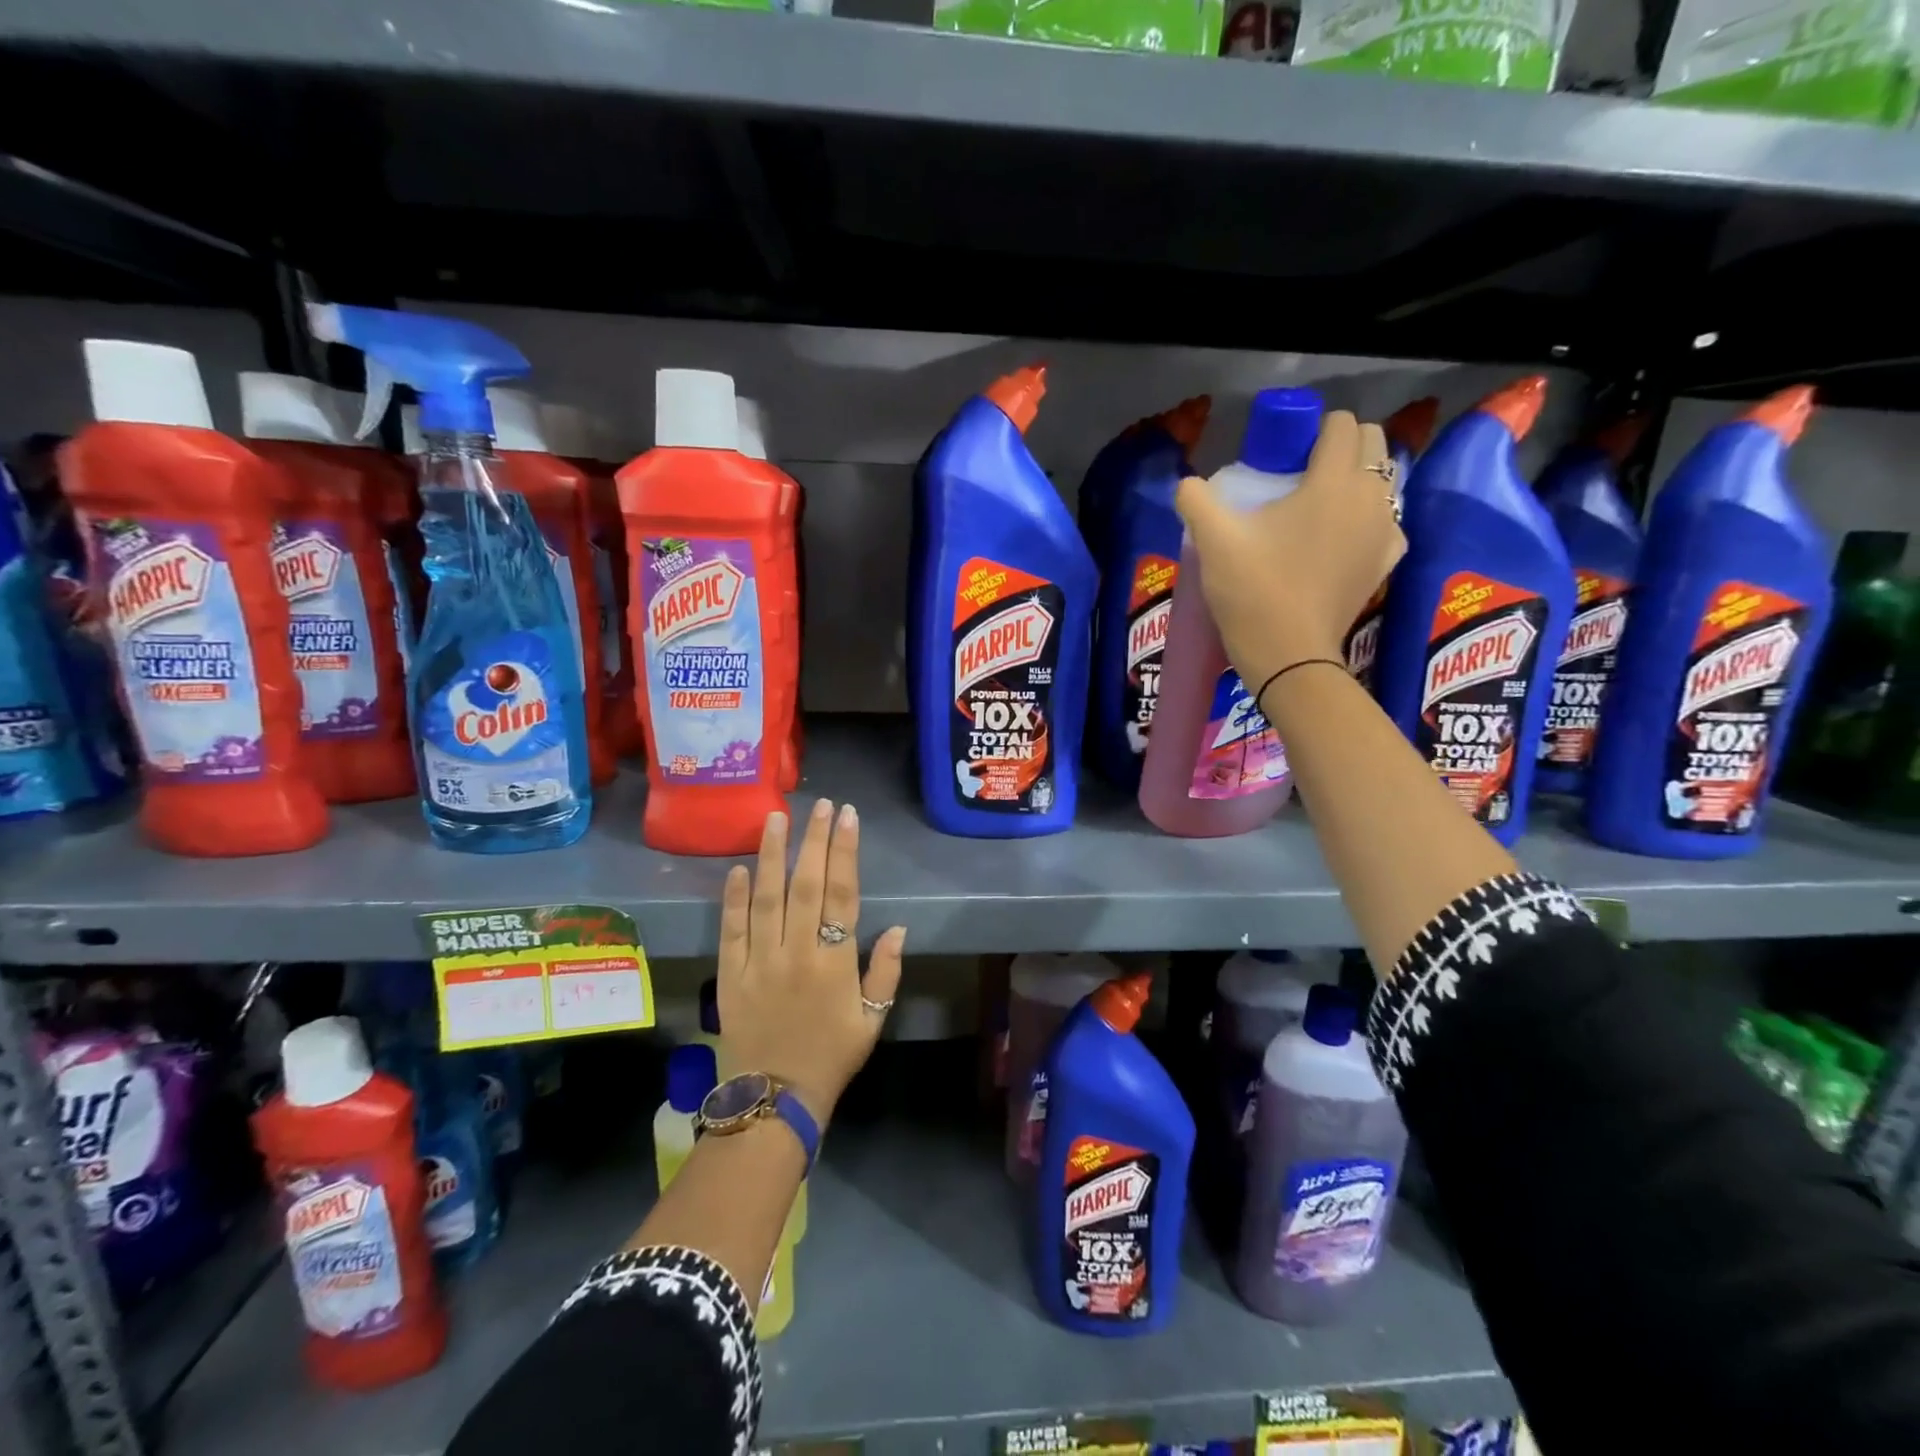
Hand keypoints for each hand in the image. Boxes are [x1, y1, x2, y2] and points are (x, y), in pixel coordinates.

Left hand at [716, 800, 907, 1128]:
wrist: (774, 1100)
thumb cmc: (831, 1057)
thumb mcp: (872, 1020)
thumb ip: (886, 972)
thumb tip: (898, 927)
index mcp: (835, 962)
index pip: (842, 894)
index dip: (845, 852)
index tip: (847, 817)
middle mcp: (797, 953)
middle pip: (805, 885)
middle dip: (813, 840)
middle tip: (820, 804)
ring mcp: (760, 962)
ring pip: (766, 898)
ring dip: (772, 855)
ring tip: (776, 818)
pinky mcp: (730, 975)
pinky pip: (732, 930)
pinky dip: (734, 898)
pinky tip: (739, 868)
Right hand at [1174, 409, 1405, 689]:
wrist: (1289, 654)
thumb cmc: (1254, 591)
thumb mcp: (1213, 541)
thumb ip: (1196, 500)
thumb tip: (1187, 484)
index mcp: (1334, 481)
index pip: (1340, 424)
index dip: (1312, 428)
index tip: (1283, 452)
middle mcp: (1371, 496)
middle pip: (1372, 442)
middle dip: (1341, 445)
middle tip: (1300, 472)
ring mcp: (1385, 530)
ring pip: (1383, 481)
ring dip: (1356, 478)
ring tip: (1317, 505)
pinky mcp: (1386, 561)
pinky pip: (1386, 521)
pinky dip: (1367, 517)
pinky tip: (1339, 537)